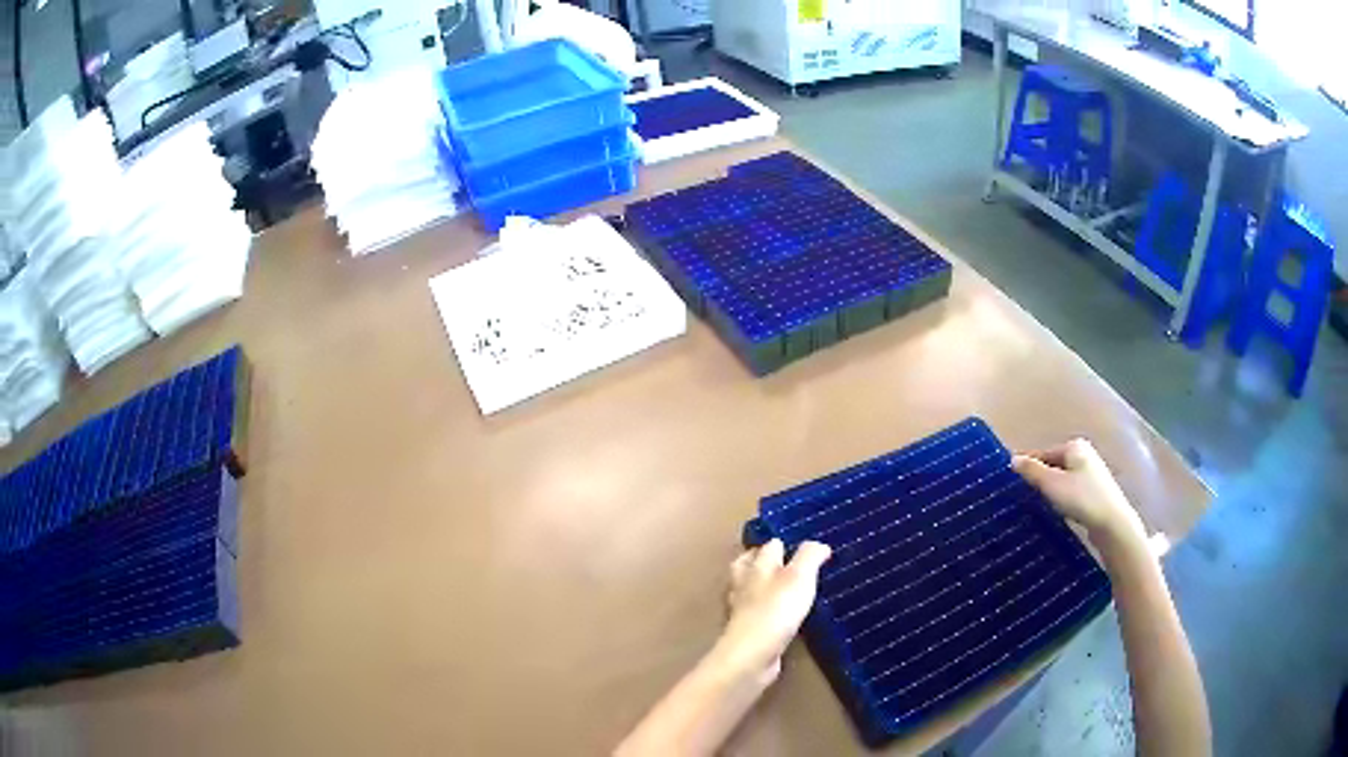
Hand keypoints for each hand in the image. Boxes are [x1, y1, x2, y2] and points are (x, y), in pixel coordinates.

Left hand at [712, 539, 830, 681]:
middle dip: (764, 561)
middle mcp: (744, 583)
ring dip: (764, 586)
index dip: (786, 543)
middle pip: (751, 564)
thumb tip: (819, 545)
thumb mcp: (799, 576)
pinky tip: (780, 616)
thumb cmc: (776, 610)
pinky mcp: (747, 631)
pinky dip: (767, 611)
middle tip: (787, 562)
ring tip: (785, 587)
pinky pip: (757, 614)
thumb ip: (809, 556)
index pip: (769, 545)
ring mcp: (742, 609)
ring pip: (751, 589)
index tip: (803, 545)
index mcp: (756, 565)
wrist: (753, 655)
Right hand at [1012, 439, 1145, 549]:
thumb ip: (1032, 471)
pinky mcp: (1096, 490)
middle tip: (1024, 495)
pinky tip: (1059, 510)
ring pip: (1063, 478)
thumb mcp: (1052, 484)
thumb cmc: (1081, 499)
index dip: (1028, 465)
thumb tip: (1013, 459)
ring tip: (1039, 504)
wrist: (1112, 523)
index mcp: (1074, 446)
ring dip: (1051, 489)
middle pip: (1054, 464)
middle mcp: (1085, 454)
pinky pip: (1072, 489)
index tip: (1011, 480)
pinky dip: (1062, 497)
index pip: (1043, 453)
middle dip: (1040, 478)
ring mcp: (1092, 472)